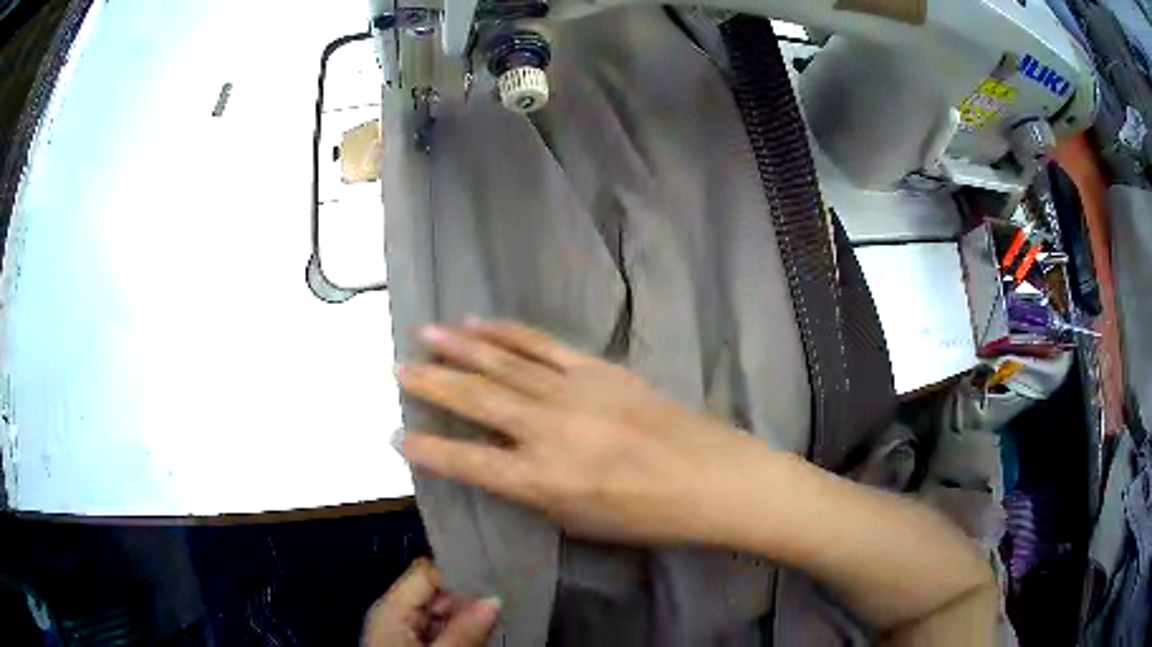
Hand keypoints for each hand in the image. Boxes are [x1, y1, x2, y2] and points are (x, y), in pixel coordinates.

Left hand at [361, 558, 500, 646]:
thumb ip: (466, 630)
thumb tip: (495, 598)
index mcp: (391, 608)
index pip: (426, 572)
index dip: (459, 572)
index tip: (496, 575)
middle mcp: (394, 614)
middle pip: (434, 593)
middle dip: (467, 598)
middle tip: (506, 601)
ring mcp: (402, 632)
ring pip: (440, 615)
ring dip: (467, 618)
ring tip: (500, 616)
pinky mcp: (409, 646)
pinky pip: (437, 632)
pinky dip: (459, 633)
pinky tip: (482, 636)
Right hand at [398, 319, 771, 544]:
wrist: (713, 479)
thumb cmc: (649, 516)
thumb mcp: (580, 522)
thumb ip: (534, 490)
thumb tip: (502, 461)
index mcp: (543, 481)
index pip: (469, 463)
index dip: (428, 451)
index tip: (396, 435)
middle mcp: (549, 431)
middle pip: (478, 401)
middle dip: (432, 384)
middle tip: (397, 368)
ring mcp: (575, 393)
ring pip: (505, 364)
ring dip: (461, 347)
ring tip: (426, 333)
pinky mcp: (599, 369)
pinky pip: (543, 345)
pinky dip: (508, 333)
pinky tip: (481, 322)